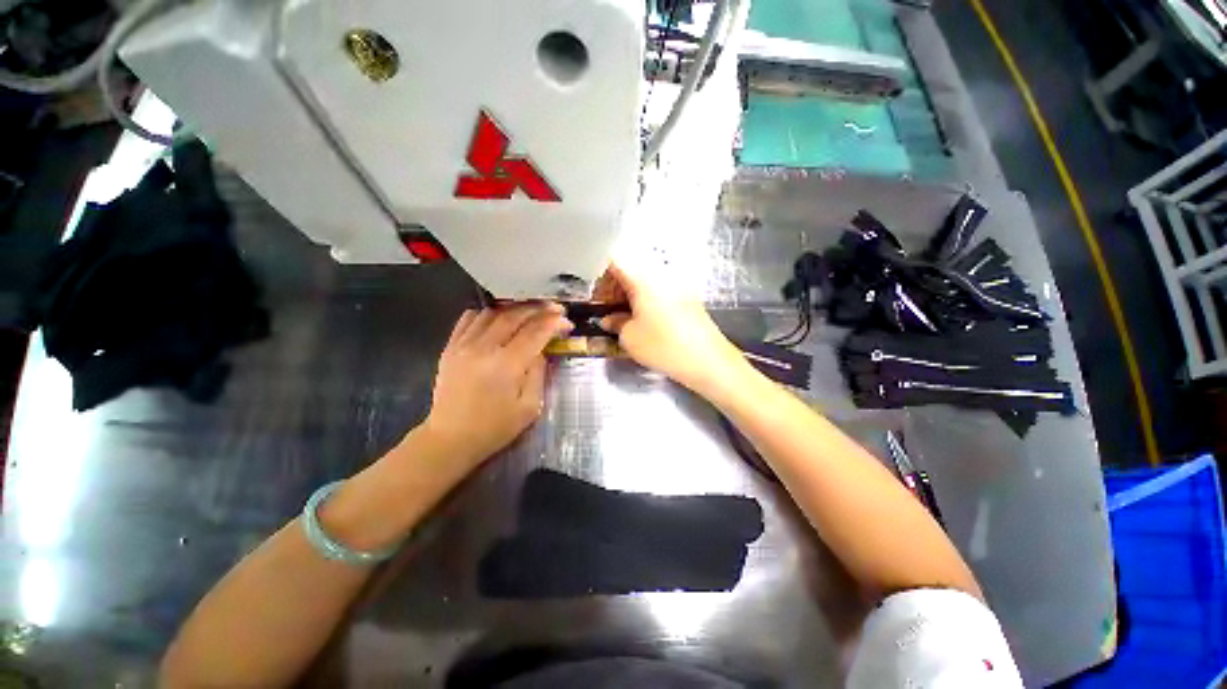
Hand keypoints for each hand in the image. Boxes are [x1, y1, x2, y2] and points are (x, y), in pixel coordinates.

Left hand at [419, 303, 571, 467]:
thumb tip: (541, 350)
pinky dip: (488, 313)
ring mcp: (464, 345)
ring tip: (530, 311)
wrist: (451, 439)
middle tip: (554, 309)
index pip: (536, 332)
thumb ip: (538, 373)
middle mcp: (485, 348)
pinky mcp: (450, 347)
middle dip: (539, 309)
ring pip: (493, 312)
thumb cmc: (495, 428)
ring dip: (515, 308)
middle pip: (515, 316)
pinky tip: (498, 317)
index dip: (554, 323)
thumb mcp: (530, 407)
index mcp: (507, 365)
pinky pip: (469, 318)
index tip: (567, 323)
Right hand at [597, 262, 746, 393]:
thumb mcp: (630, 337)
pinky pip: (659, 286)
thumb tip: (609, 319)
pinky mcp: (686, 294)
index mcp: (643, 277)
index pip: (614, 260)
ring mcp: (677, 282)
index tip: (596, 295)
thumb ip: (615, 323)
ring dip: (629, 291)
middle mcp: (661, 272)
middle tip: (607, 307)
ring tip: (623, 314)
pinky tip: (642, 316)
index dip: (599, 275)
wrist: (707, 360)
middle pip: (630, 266)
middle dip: (614, 284)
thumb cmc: (664, 347)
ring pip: (645, 276)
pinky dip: (645, 296)